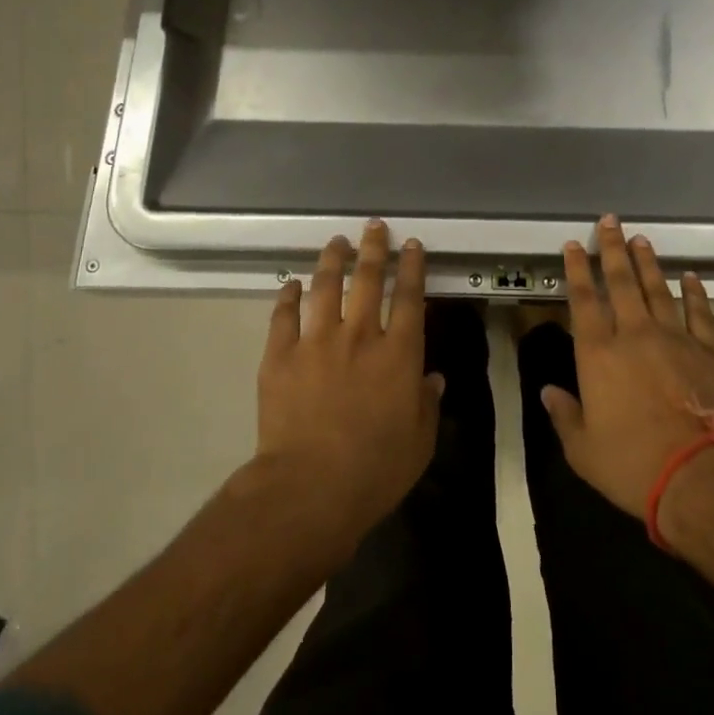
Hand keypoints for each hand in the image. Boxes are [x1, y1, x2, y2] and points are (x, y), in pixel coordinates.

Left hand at [254, 221, 441, 553]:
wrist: (309, 488)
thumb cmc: (375, 469)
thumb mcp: (419, 442)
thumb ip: (428, 404)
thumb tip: (433, 379)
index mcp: (398, 354)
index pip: (410, 297)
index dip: (412, 267)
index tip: (411, 244)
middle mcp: (359, 336)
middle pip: (368, 279)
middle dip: (373, 248)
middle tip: (374, 226)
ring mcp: (316, 342)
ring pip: (325, 287)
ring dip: (332, 260)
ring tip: (337, 242)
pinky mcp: (280, 356)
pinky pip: (284, 316)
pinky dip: (288, 296)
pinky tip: (292, 284)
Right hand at [540, 216, 713, 543]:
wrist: (701, 477)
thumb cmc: (632, 465)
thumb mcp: (583, 450)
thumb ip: (564, 415)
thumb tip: (547, 391)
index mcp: (598, 354)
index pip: (583, 300)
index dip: (577, 270)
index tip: (575, 244)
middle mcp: (635, 335)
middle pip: (621, 283)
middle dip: (613, 249)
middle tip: (611, 221)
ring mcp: (677, 339)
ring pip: (658, 289)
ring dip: (648, 263)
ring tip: (642, 239)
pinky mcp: (712, 352)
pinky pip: (701, 313)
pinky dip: (695, 293)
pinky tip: (691, 277)